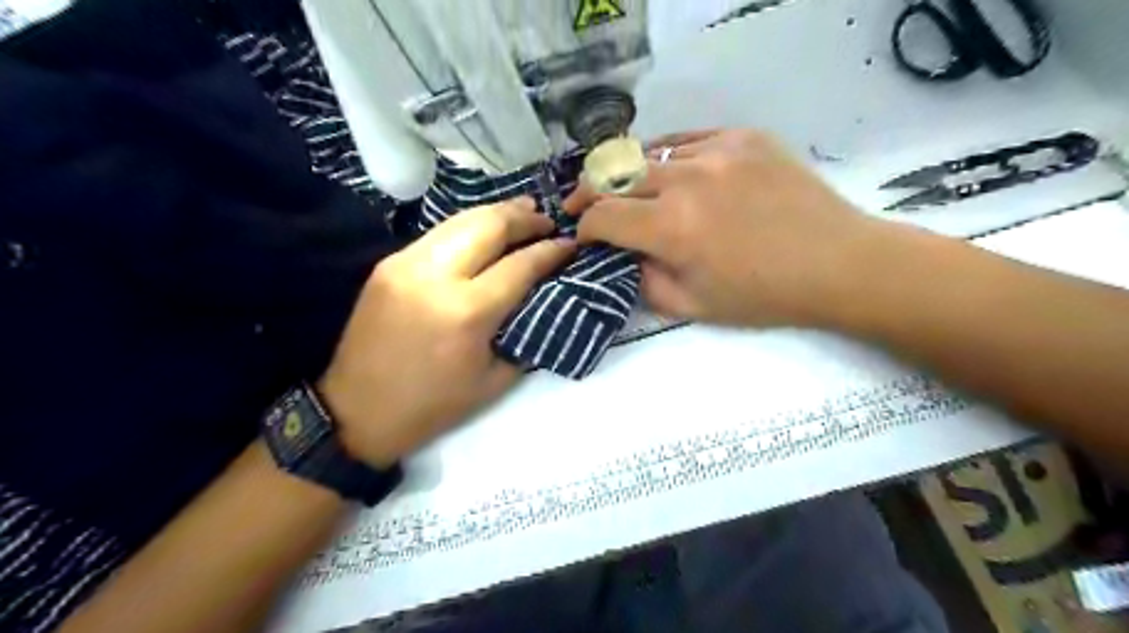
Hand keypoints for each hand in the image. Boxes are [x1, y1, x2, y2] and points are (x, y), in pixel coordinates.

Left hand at [322, 197, 576, 465]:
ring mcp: (406, 264)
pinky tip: (484, 231)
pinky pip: (438, 234)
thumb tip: (544, 296)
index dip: (550, 251)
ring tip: (523, 212)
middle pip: (489, 226)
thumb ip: (524, 331)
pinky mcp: (388, 264)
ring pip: (461, 220)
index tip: (570, 244)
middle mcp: (436, 276)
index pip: (520, 265)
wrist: (358, 411)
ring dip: (497, 214)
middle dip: (525, 218)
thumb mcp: (495, 379)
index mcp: (467, 312)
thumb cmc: (434, 405)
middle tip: (548, 220)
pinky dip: (468, 227)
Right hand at [565, 125, 881, 326]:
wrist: (838, 263)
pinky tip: (672, 175)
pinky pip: (687, 141)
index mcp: (672, 228)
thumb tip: (622, 255)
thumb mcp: (693, 306)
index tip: (583, 236)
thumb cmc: (763, 296)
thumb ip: (643, 281)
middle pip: (614, 175)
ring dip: (630, 177)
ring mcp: (716, 151)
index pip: (602, 216)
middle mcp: (686, 181)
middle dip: (589, 194)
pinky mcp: (742, 137)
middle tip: (585, 207)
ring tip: (631, 193)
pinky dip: (668, 159)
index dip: (584, 227)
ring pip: (649, 155)